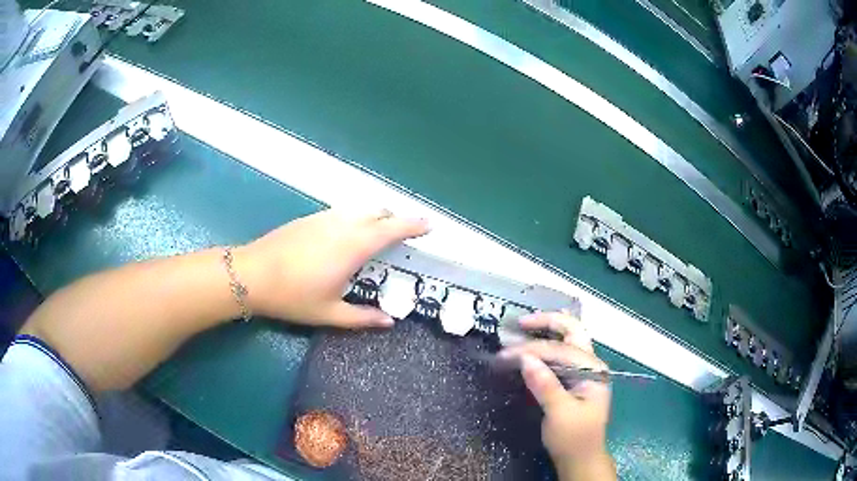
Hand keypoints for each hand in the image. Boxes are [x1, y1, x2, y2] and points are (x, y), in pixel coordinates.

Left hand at [234, 209, 429, 327]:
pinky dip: (356, 218)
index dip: (413, 225)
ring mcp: (324, 217)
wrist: (251, 274)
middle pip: (378, 211)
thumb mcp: (330, 313)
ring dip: (375, 217)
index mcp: (353, 246)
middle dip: (395, 219)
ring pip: (359, 209)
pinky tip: (346, 236)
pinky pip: (342, 212)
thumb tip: (389, 321)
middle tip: (403, 236)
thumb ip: (363, 317)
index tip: (429, 226)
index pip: (392, 229)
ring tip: (376, 235)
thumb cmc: (292, 296)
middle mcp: (343, 225)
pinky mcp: (309, 217)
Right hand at [499, 311, 615, 480]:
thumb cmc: (573, 438)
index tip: (505, 354)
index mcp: (593, 371)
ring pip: (569, 339)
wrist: (580, 458)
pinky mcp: (575, 379)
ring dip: (548, 330)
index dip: (532, 349)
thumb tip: (525, 359)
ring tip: (524, 326)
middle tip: (521, 322)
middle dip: (548, 322)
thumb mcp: (559, 414)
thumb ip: (545, 385)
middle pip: (573, 332)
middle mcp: (591, 364)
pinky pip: (562, 354)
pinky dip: (547, 345)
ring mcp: (584, 371)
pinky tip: (535, 342)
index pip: (561, 350)